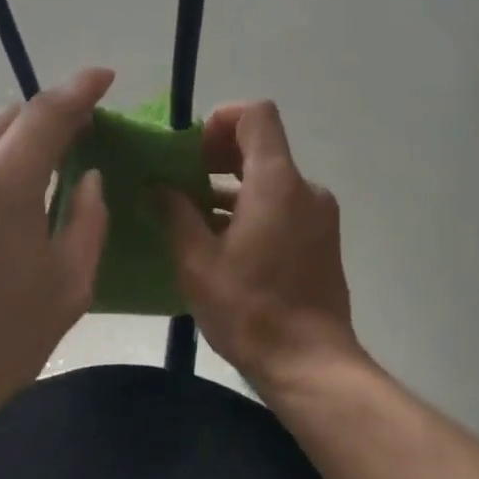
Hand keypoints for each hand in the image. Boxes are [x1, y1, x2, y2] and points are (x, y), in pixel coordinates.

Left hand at [0, 68, 113, 437]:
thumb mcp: (67, 287)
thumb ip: (87, 218)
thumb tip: (87, 178)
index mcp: (1, 184)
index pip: (48, 111)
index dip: (81, 88)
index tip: (102, 77)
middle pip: (4, 118)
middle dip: (39, 124)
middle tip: (63, 150)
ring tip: (10, 200)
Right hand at [164, 100, 361, 394]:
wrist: (310, 363)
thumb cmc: (250, 310)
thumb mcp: (197, 262)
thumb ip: (176, 214)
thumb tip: (157, 187)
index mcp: (277, 182)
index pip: (257, 115)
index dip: (222, 120)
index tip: (193, 151)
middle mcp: (305, 188)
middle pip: (263, 145)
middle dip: (220, 154)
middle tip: (184, 180)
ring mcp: (319, 214)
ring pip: (272, 178)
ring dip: (235, 185)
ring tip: (196, 214)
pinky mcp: (322, 238)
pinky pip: (284, 204)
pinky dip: (255, 207)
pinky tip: (226, 240)